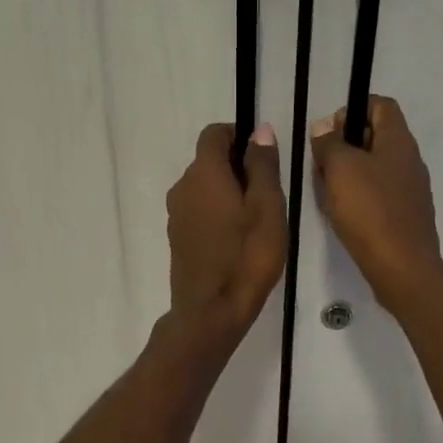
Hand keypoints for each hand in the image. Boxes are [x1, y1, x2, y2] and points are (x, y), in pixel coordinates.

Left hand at [166, 122, 286, 337]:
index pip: (214, 134)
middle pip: (208, 161)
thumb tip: (259, 130)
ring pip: (203, 189)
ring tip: (254, 221)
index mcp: (204, 173)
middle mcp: (182, 187)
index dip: (239, 136)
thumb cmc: (246, 257)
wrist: (211, 312)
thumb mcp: (267, 208)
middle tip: (267, 195)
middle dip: (236, 167)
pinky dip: (216, 214)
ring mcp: (175, 215)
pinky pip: (198, 212)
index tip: (263, 157)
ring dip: (227, 193)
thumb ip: (262, 166)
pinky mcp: (176, 239)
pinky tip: (236, 240)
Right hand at [309, 96, 442, 311]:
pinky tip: (344, 214)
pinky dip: (360, 196)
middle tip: (321, 164)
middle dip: (346, 145)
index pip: (381, 105)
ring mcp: (411, 190)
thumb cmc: (370, 211)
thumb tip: (325, 127)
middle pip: (377, 137)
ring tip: (327, 191)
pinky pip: (380, 195)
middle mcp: (410, 160)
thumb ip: (330, 144)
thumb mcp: (340, 169)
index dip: (354, 108)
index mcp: (399, 141)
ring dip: (350, 173)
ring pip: (377, 168)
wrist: (402, 268)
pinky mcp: (406, 216)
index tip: (329, 131)